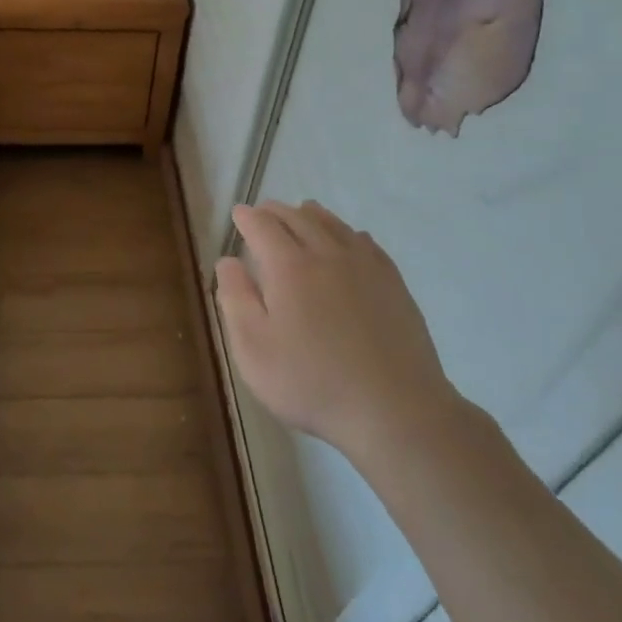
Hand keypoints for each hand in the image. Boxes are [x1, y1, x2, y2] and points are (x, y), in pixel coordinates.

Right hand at [215, 200, 459, 468]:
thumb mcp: (253, 348)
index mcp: (289, 266)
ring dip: (312, 215)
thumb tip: (228, 261)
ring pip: (335, 226)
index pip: (263, 226)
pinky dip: (349, 233)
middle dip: (277, 212)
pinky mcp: (394, 284)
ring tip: (303, 212)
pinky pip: (367, 243)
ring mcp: (366, 267)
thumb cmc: (311, 381)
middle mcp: (327, 254)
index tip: (238, 214)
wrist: (393, 409)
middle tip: (263, 211)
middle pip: (299, 219)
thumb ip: (235, 299)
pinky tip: (351, 239)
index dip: (247, 218)